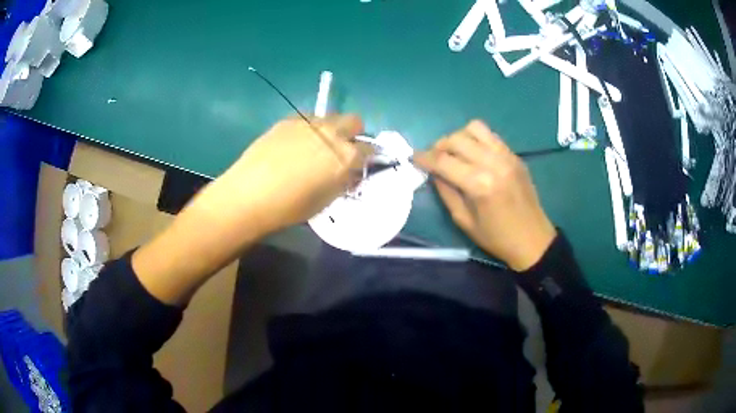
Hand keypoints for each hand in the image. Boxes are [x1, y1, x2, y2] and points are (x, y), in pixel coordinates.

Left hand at [223, 114, 370, 233]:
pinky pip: (307, 119)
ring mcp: (309, 123)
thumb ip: (343, 181)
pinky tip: (293, 145)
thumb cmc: (290, 207)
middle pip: (355, 121)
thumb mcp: (326, 200)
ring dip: (330, 129)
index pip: (369, 149)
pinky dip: (308, 129)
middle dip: (353, 133)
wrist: (249, 194)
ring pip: (330, 117)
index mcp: (346, 156)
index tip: (357, 165)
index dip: (366, 157)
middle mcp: (332, 133)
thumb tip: (348, 172)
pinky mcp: (288, 120)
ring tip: (313, 146)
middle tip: (339, 151)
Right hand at [414, 120, 555, 270]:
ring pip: (474, 128)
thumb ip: (446, 192)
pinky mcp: (515, 155)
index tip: (413, 158)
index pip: (444, 161)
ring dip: (458, 137)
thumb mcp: (463, 221)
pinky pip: (490, 135)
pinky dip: (476, 139)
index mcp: (479, 184)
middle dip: (439, 146)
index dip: (424, 158)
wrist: (533, 239)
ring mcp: (507, 156)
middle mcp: (493, 163)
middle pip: (457, 139)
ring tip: (454, 152)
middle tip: (433, 158)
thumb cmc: (496, 238)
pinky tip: (473, 153)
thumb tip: (434, 172)